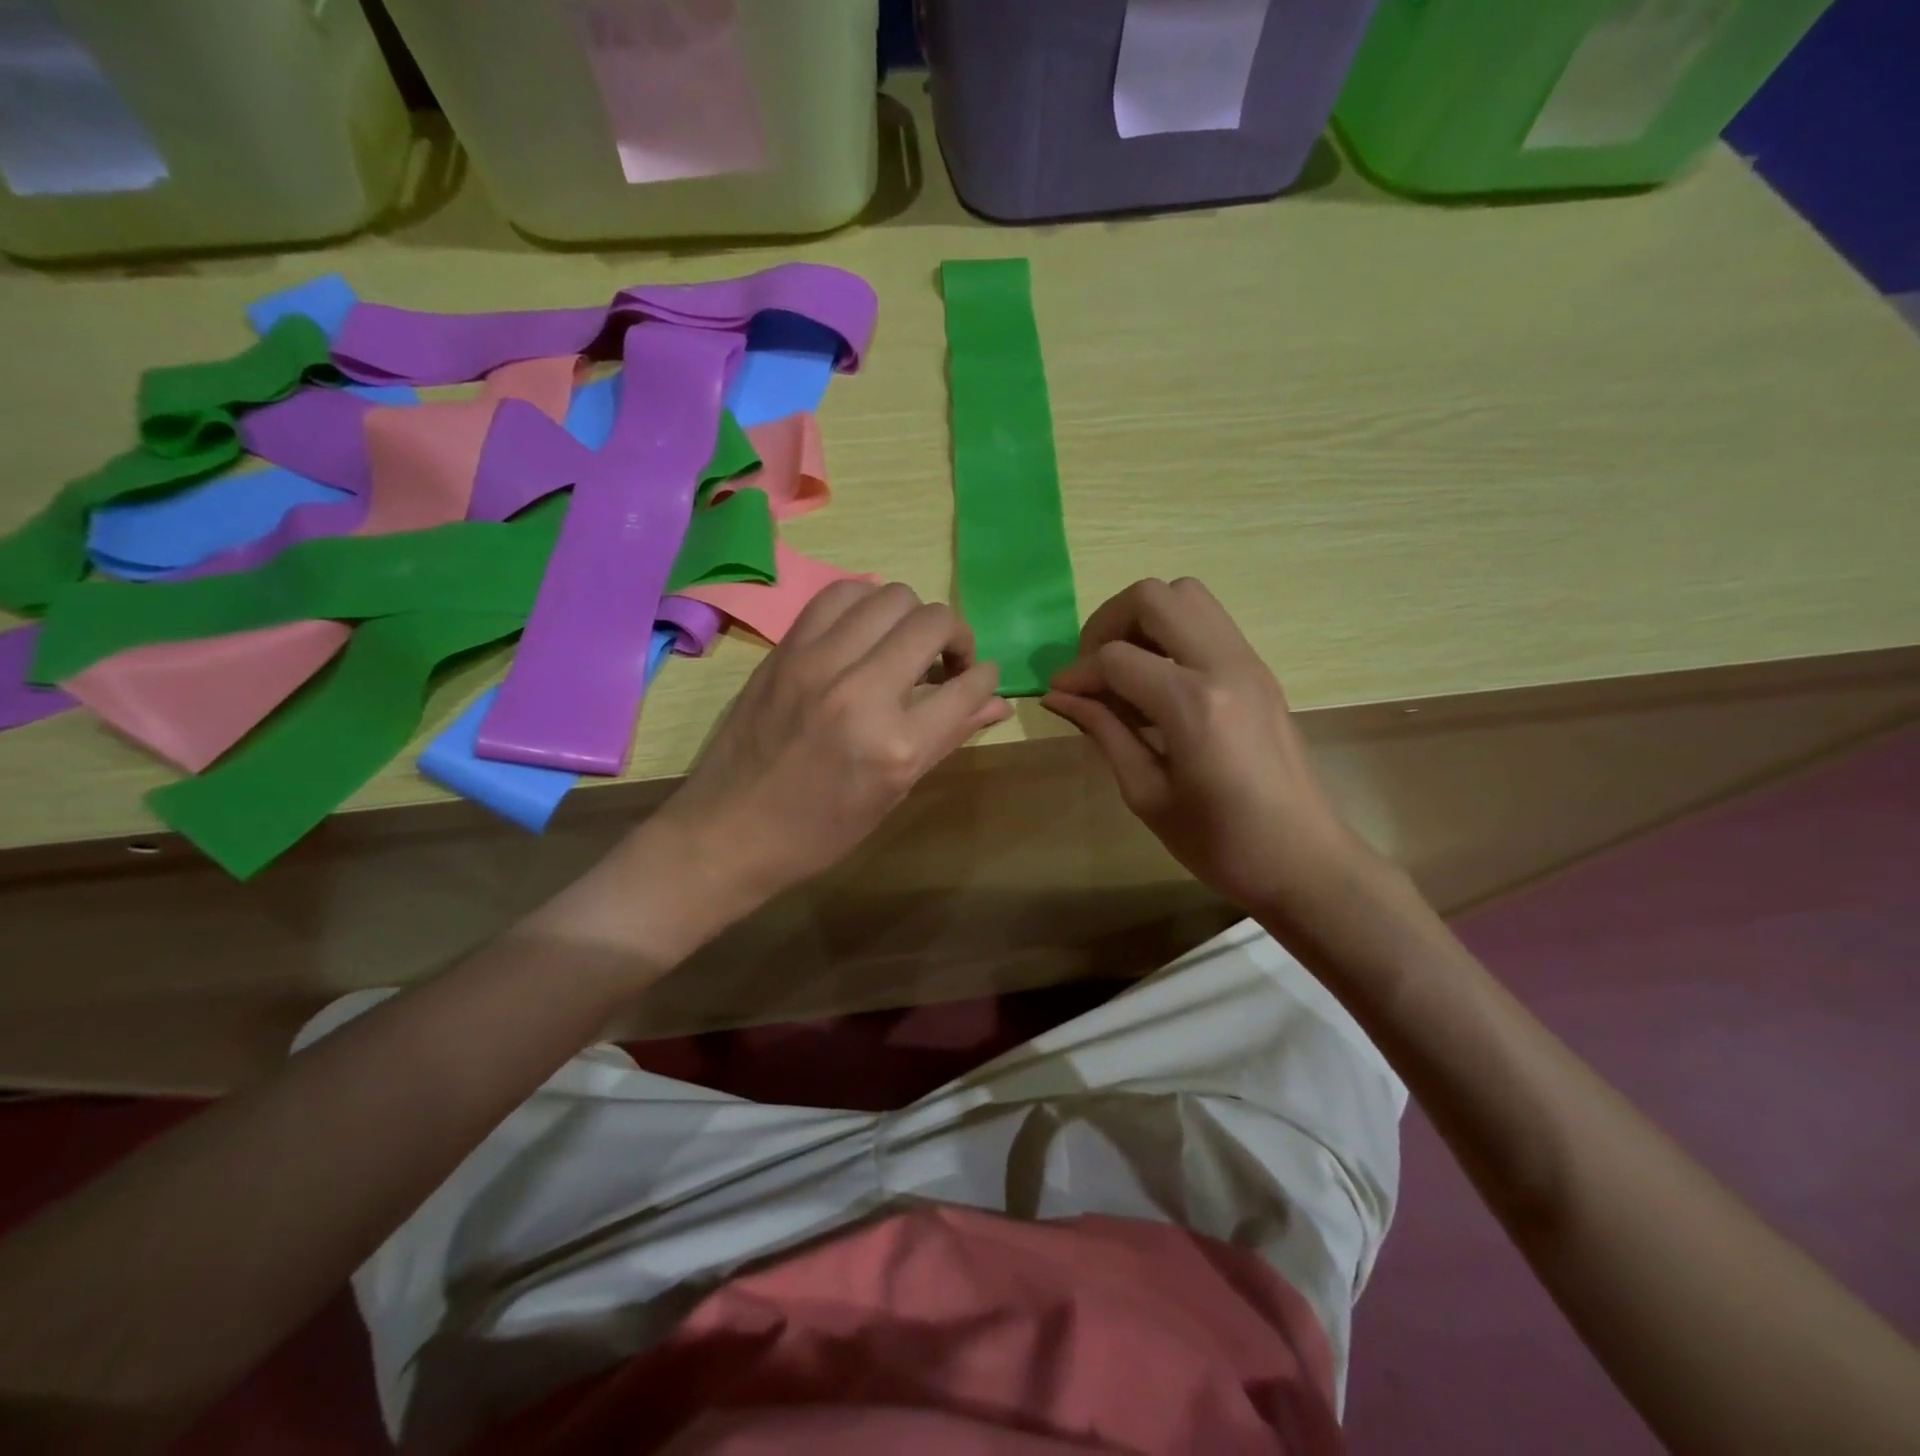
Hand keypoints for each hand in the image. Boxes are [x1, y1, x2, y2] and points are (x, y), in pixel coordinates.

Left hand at [654, 581, 1011, 912]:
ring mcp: (819, 663)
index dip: (985, 678)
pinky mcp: (786, 649)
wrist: (729, 831)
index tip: (979, 679)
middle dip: (957, 636)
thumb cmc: (819, 831)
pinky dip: (865, 604)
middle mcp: (862, 692)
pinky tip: (865, 632)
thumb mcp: (893, 794)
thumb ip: (949, 737)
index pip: (968, 686)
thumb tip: (997, 703)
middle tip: (946, 662)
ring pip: (891, 596)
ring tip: (904, 644)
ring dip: (912, 616)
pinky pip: (840, 595)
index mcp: (897, 746)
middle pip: (934, 622)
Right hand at [1042, 577, 1380, 920]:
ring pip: (1187, 595)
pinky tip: (1157, 682)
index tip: (1059, 694)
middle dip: (1109, 622)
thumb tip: (1059, 696)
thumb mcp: (1147, 794)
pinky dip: (1171, 633)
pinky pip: (1208, 622)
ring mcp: (1249, 662)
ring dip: (1144, 619)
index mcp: (1193, 705)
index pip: (1117, 658)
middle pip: (1155, 597)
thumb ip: (1104, 732)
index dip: (1077, 673)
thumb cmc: (1219, 843)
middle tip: (1092, 666)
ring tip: (1124, 668)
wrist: (1304, 861)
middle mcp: (1225, 666)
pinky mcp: (1260, 670)